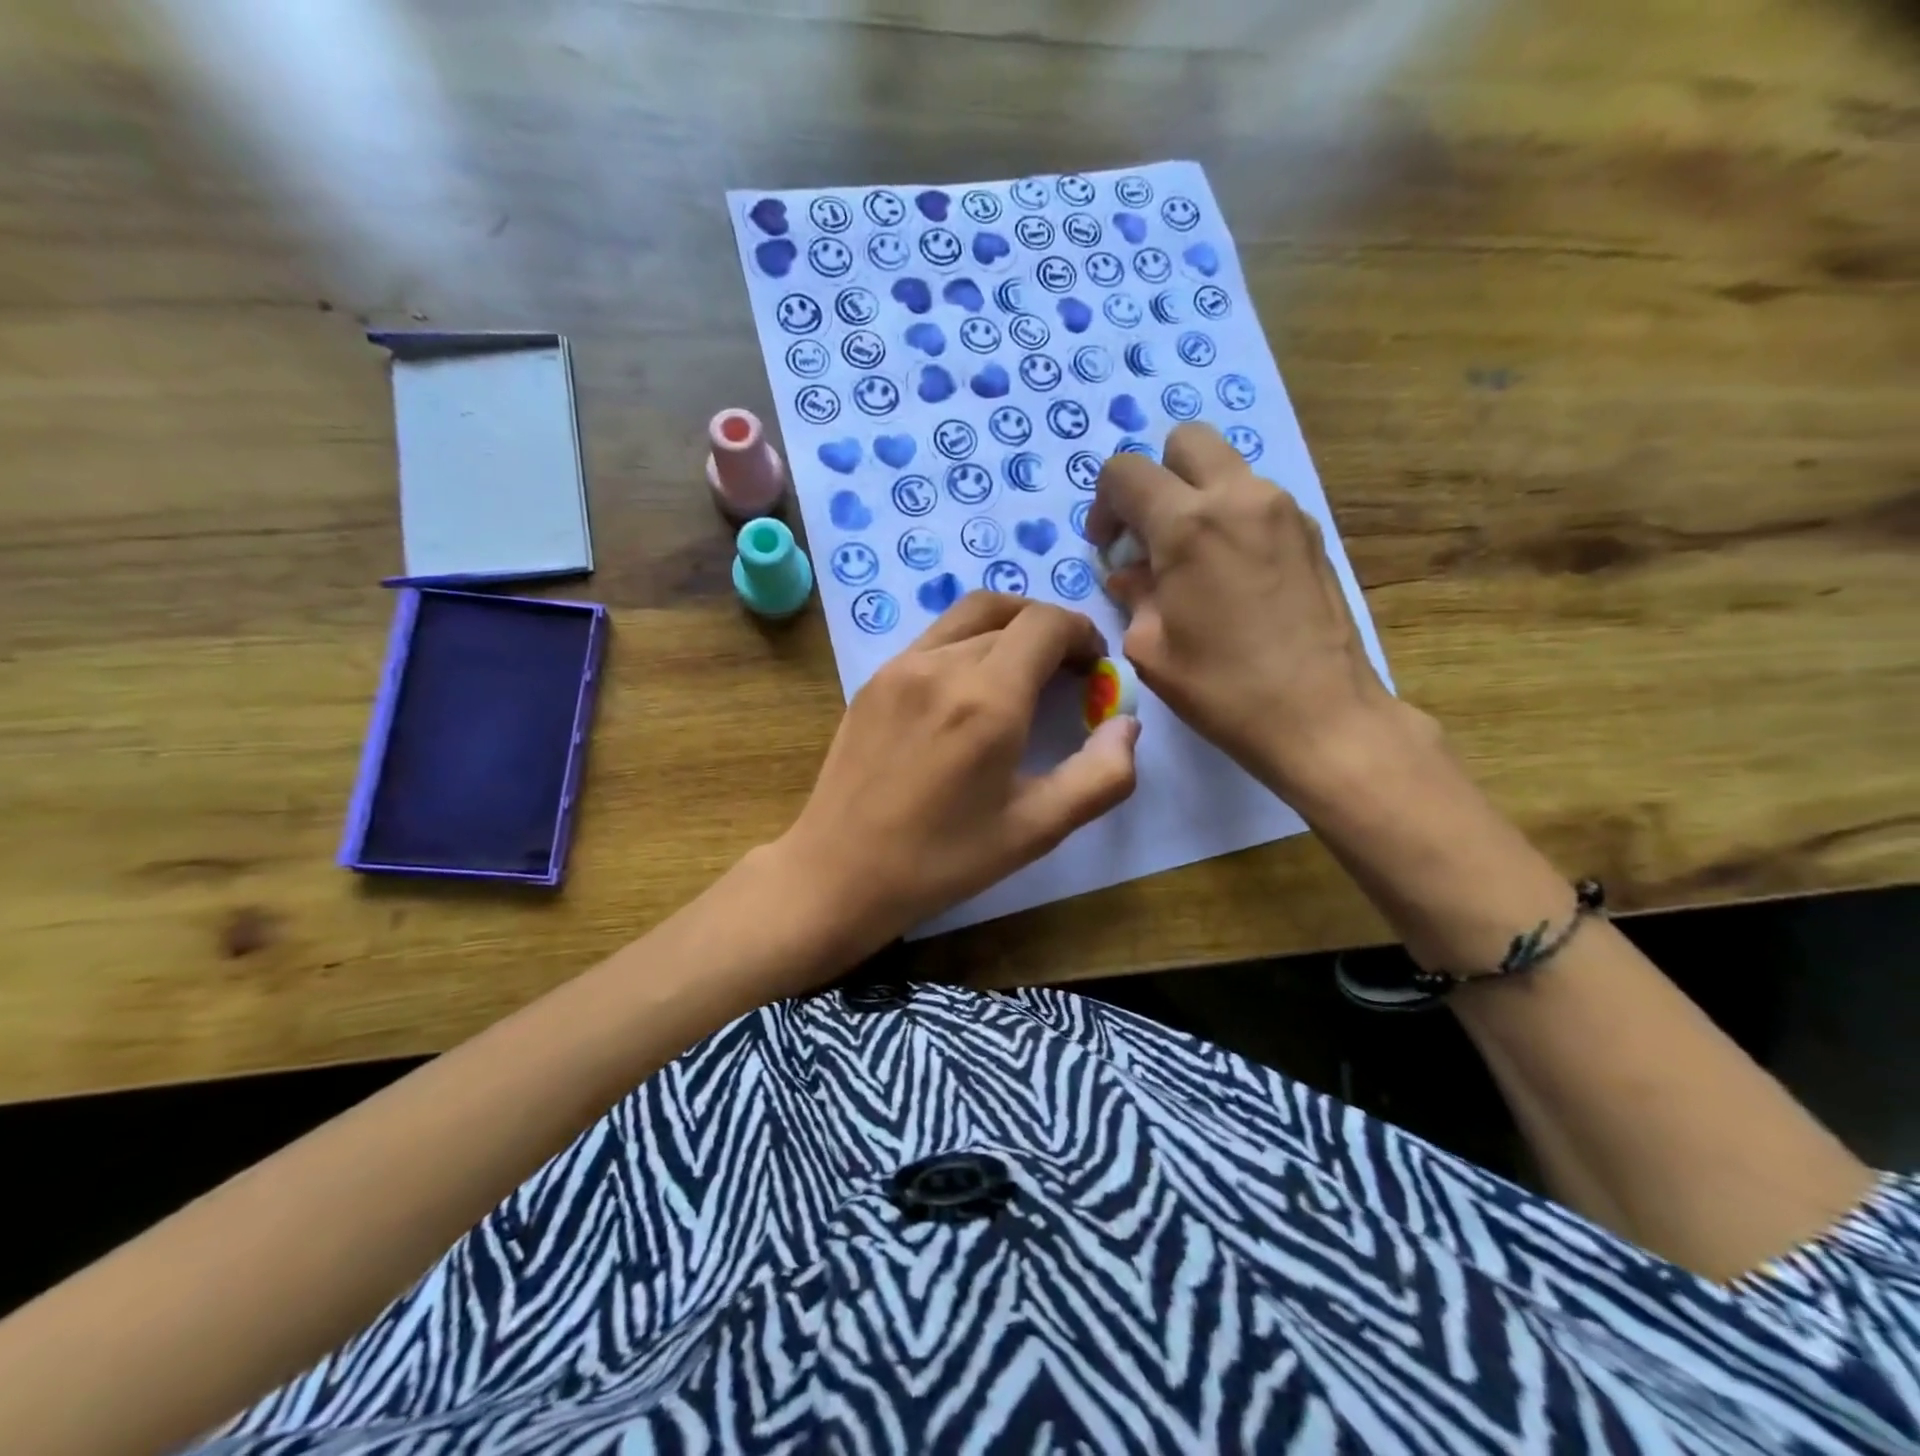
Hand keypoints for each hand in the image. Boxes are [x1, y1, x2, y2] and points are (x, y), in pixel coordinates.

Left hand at [771, 592, 1138, 955]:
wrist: (839, 872)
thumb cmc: (943, 860)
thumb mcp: (1036, 830)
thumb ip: (1100, 776)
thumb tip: (1127, 724)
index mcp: (987, 698)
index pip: (1046, 623)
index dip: (1081, 634)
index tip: (1093, 669)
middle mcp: (941, 665)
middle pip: (1011, 613)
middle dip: (1050, 633)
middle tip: (1066, 674)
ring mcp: (900, 667)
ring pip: (969, 615)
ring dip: (1009, 627)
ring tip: (1024, 671)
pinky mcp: (874, 679)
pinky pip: (934, 638)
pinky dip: (969, 641)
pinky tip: (971, 689)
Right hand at [1089, 423, 1402, 796]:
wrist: (1322, 716)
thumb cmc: (1223, 689)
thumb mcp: (1151, 649)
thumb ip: (1133, 596)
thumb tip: (1129, 575)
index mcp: (1188, 525)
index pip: (1126, 472)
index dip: (1104, 503)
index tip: (1108, 546)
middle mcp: (1238, 498)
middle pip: (1185, 442)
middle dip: (1155, 477)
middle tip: (1148, 532)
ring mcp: (1283, 509)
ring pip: (1227, 468)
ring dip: (1196, 497)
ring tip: (1190, 559)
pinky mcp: (1311, 531)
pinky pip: (1257, 500)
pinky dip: (1231, 518)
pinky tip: (1230, 575)